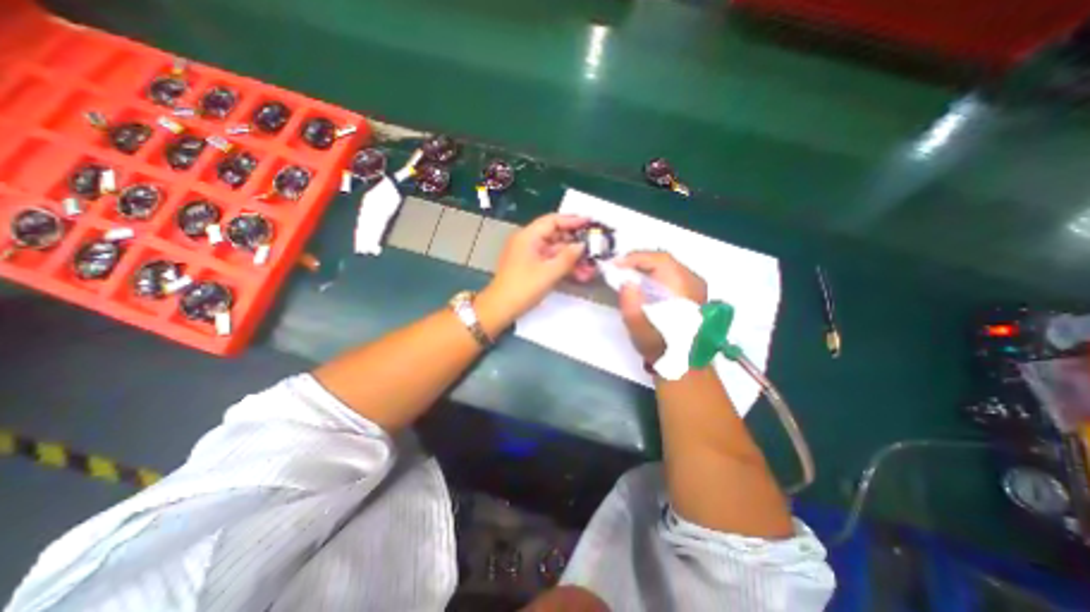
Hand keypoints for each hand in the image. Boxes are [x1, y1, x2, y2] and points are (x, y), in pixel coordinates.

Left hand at [479, 214, 594, 323]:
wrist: (500, 309)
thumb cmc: (523, 288)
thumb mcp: (549, 273)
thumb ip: (568, 257)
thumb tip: (581, 245)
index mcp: (528, 236)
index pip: (552, 221)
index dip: (572, 220)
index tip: (590, 222)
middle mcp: (528, 242)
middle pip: (555, 235)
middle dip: (575, 243)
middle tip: (594, 246)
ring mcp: (528, 255)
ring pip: (555, 251)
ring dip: (572, 258)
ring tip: (591, 266)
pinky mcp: (530, 267)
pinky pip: (550, 261)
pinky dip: (563, 266)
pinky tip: (579, 274)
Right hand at [612, 249, 707, 359]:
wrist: (684, 364)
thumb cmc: (661, 347)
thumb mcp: (640, 328)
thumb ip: (630, 303)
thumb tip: (626, 282)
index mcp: (682, 286)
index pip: (658, 259)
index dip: (635, 258)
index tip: (615, 264)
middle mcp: (693, 281)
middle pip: (663, 260)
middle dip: (638, 262)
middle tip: (618, 268)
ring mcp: (696, 287)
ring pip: (668, 267)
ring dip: (646, 268)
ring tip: (627, 274)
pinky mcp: (693, 294)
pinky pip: (671, 275)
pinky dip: (654, 275)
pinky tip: (643, 284)